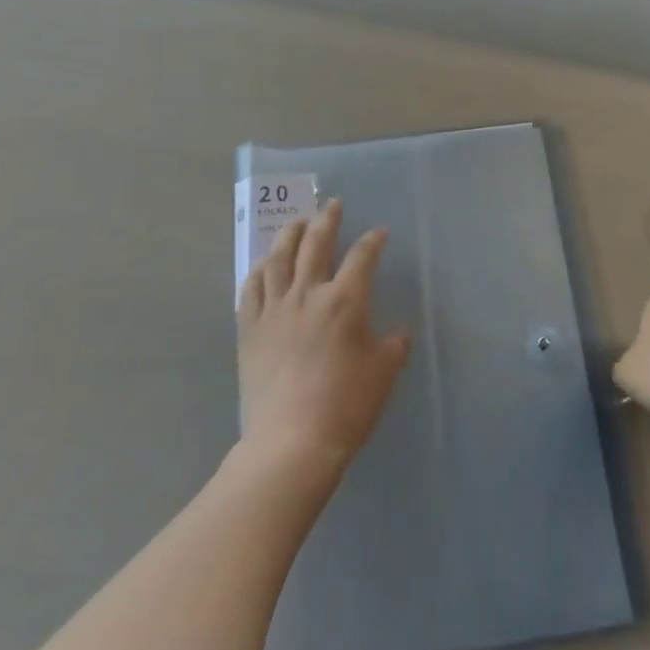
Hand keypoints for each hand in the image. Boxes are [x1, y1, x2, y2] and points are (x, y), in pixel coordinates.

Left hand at [238, 202, 410, 481]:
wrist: (290, 444)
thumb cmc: (346, 407)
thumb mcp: (384, 373)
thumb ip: (394, 344)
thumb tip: (400, 329)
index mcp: (344, 301)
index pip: (362, 257)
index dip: (372, 241)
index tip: (378, 234)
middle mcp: (307, 294)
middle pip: (315, 244)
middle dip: (327, 220)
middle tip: (332, 205)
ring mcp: (274, 310)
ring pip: (278, 258)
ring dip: (289, 236)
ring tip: (296, 224)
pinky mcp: (249, 329)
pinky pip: (251, 289)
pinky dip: (259, 271)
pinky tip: (264, 266)